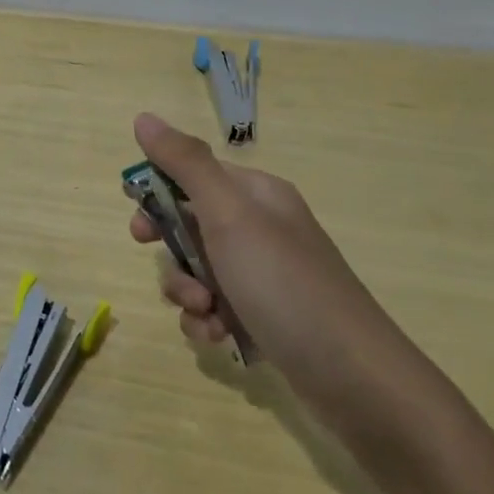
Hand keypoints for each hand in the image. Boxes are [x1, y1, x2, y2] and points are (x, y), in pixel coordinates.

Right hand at [127, 113, 374, 352]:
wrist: (354, 377)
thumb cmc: (284, 283)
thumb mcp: (229, 214)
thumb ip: (184, 164)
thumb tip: (144, 117)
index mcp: (256, 195)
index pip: (192, 176)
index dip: (158, 197)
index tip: (139, 227)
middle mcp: (260, 229)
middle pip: (190, 227)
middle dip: (172, 254)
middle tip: (166, 271)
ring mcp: (264, 276)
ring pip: (197, 273)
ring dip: (188, 294)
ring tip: (206, 313)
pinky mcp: (265, 317)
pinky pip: (215, 309)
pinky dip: (208, 322)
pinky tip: (219, 338)